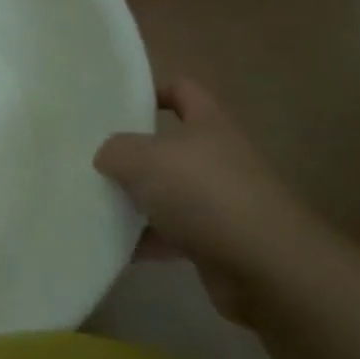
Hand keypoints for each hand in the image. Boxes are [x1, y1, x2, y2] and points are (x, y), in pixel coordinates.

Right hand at [96, 78, 330, 322]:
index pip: (182, 91)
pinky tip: (112, 245)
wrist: (267, 267)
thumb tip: (105, 156)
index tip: (116, 105)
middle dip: (133, 153)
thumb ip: (116, 150)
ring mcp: (219, 201)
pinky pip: (170, 235)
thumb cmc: (206, 193)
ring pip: (167, 193)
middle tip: (92, 158)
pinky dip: (144, 240)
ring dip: (135, 200)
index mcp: (208, 123)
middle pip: (169, 146)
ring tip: (93, 203)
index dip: (152, 92)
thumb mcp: (146, 158)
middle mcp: (217, 157)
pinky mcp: (216, 243)